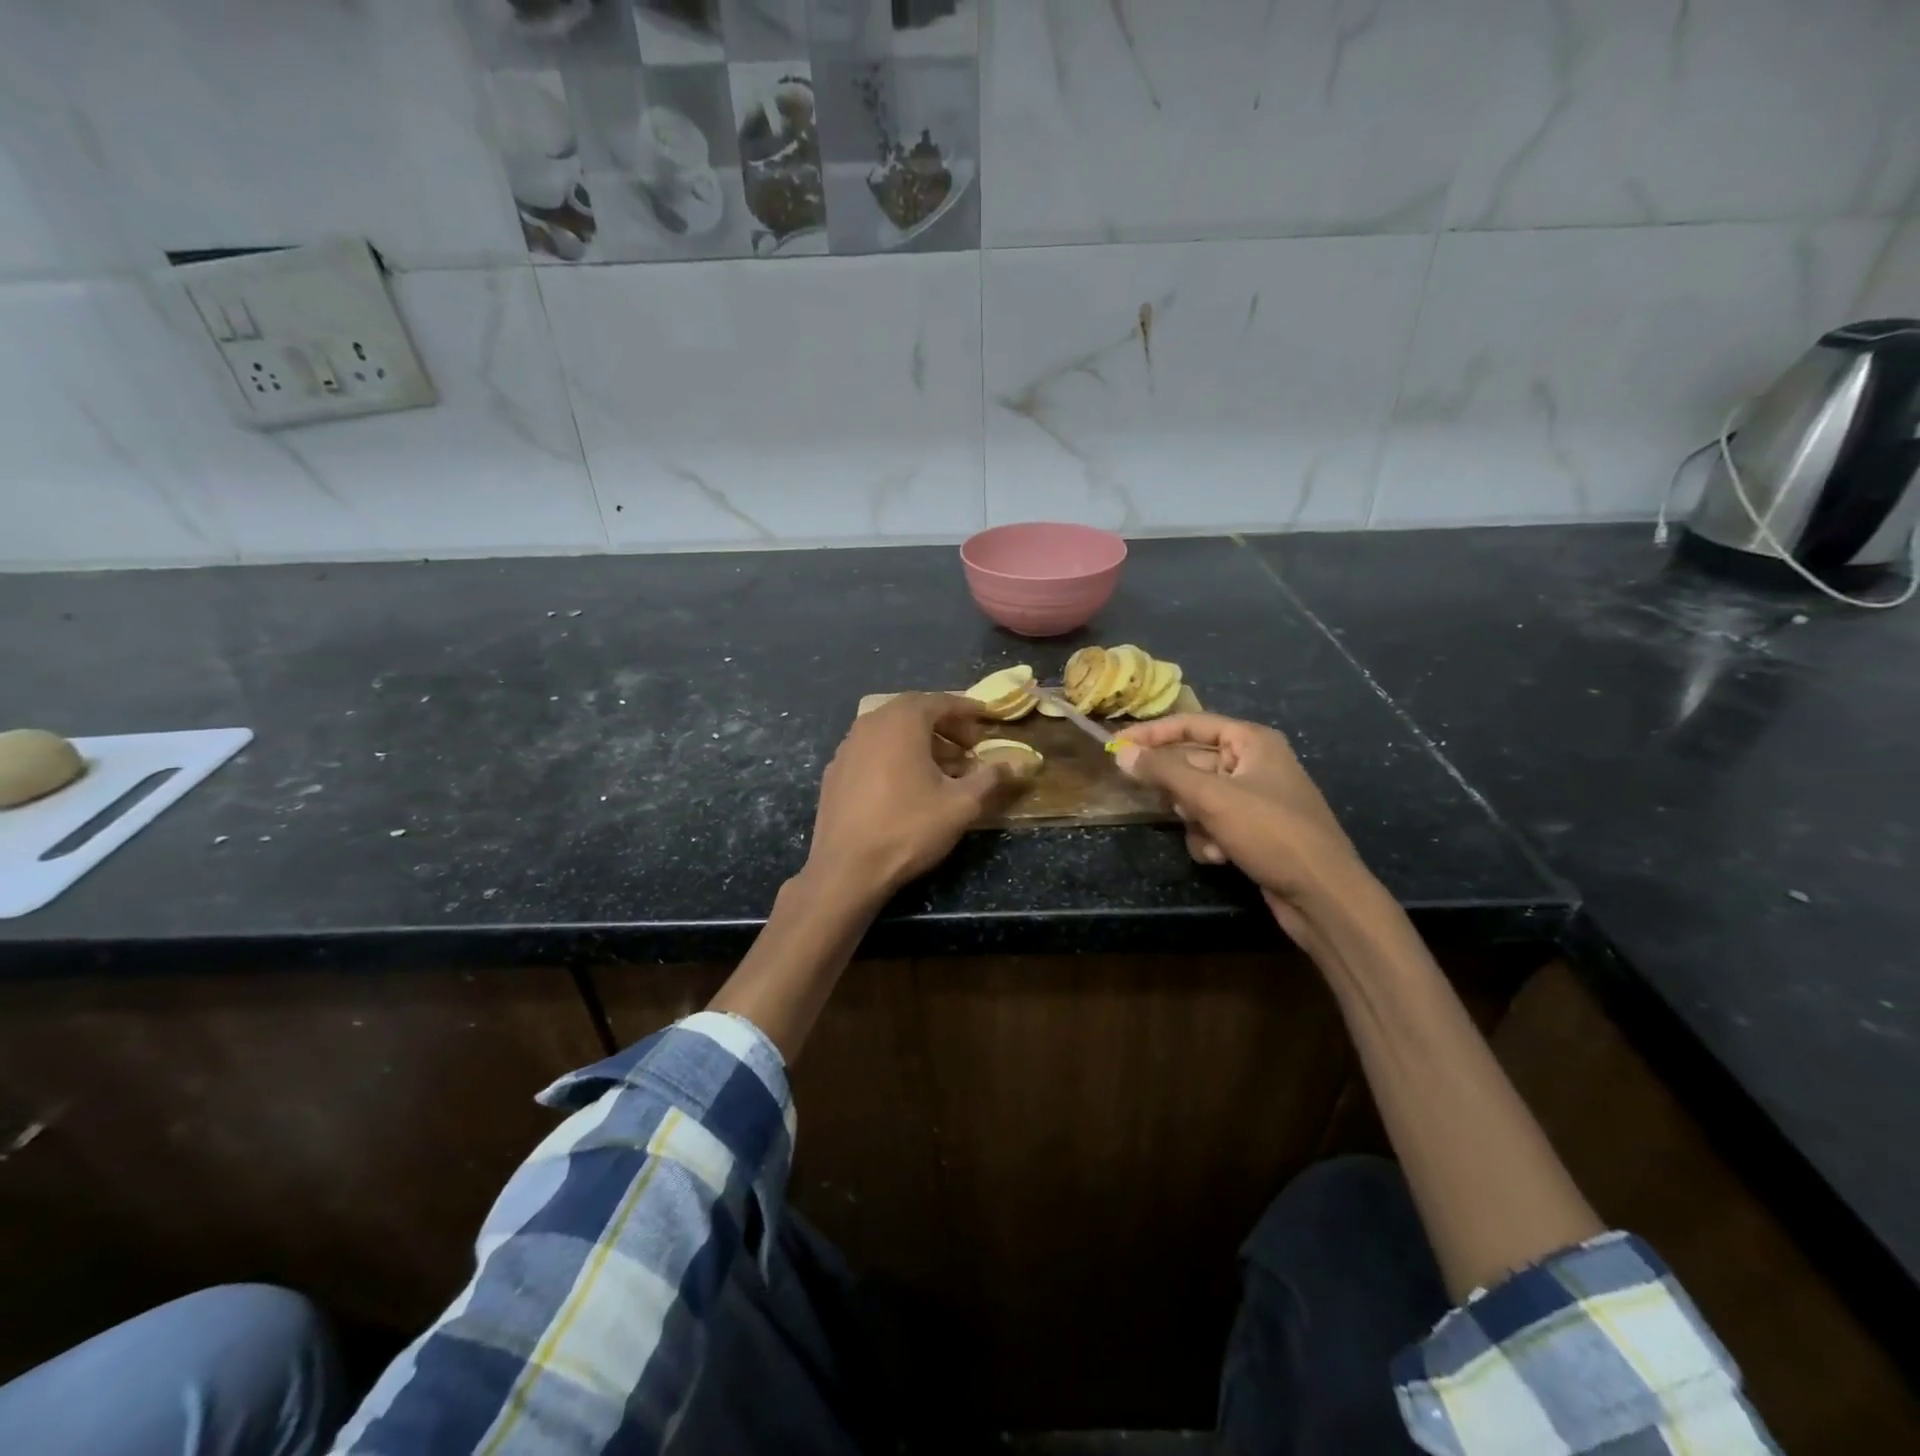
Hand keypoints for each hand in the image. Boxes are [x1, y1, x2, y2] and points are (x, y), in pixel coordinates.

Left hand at [805, 693, 1013, 899]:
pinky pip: (871, 749)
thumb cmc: (908, 828)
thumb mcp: (961, 805)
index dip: (967, 710)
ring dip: (919, 740)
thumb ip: (990, 778)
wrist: (847, 868)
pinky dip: (893, 754)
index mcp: (902, 722)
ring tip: (942, 767)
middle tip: (967, 745)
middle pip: (913, 710)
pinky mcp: (835, 770)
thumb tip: (1016, 764)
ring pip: (889, 730)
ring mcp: (847, 746)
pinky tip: (905, 783)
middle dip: (943, 723)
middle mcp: (871, 724)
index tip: (986, 719)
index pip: (940, 702)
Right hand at [1112, 713, 1375, 942]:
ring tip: (1208, 835)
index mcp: (1252, 742)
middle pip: (1192, 763)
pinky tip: (1221, 857)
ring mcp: (1254, 799)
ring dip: (1194, 820)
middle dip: (1179, 790)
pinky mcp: (1253, 830)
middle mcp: (1254, 763)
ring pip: (1198, 798)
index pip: (1192, 724)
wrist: (1322, 894)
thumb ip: (1163, 772)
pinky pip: (1213, 823)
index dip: (1153, 733)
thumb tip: (1121, 752)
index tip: (1117, 745)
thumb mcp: (1211, 797)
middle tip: (1162, 802)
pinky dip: (1209, 839)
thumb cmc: (1270, 833)